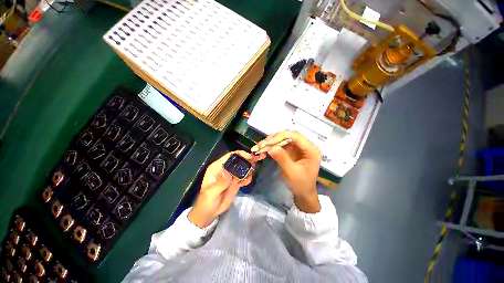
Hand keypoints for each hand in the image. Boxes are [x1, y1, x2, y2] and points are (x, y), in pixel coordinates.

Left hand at [188, 151, 256, 227]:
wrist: (210, 211)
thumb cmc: (207, 201)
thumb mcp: (212, 192)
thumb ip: (220, 183)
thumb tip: (229, 173)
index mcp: (217, 167)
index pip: (230, 156)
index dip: (240, 154)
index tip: (250, 156)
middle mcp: (226, 168)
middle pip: (239, 160)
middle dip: (248, 159)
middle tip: (257, 161)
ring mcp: (231, 174)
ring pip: (243, 167)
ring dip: (249, 169)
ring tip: (248, 176)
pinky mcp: (236, 181)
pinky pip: (244, 176)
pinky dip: (248, 178)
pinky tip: (245, 183)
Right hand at [252, 131, 321, 212]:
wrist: (303, 193)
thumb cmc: (301, 185)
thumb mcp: (292, 173)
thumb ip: (282, 159)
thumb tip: (271, 147)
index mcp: (311, 150)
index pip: (295, 136)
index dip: (281, 136)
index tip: (268, 143)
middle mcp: (305, 145)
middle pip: (288, 135)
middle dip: (273, 139)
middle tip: (261, 145)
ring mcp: (297, 147)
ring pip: (282, 139)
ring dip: (270, 142)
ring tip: (259, 147)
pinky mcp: (291, 150)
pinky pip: (280, 145)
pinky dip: (271, 147)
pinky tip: (263, 150)